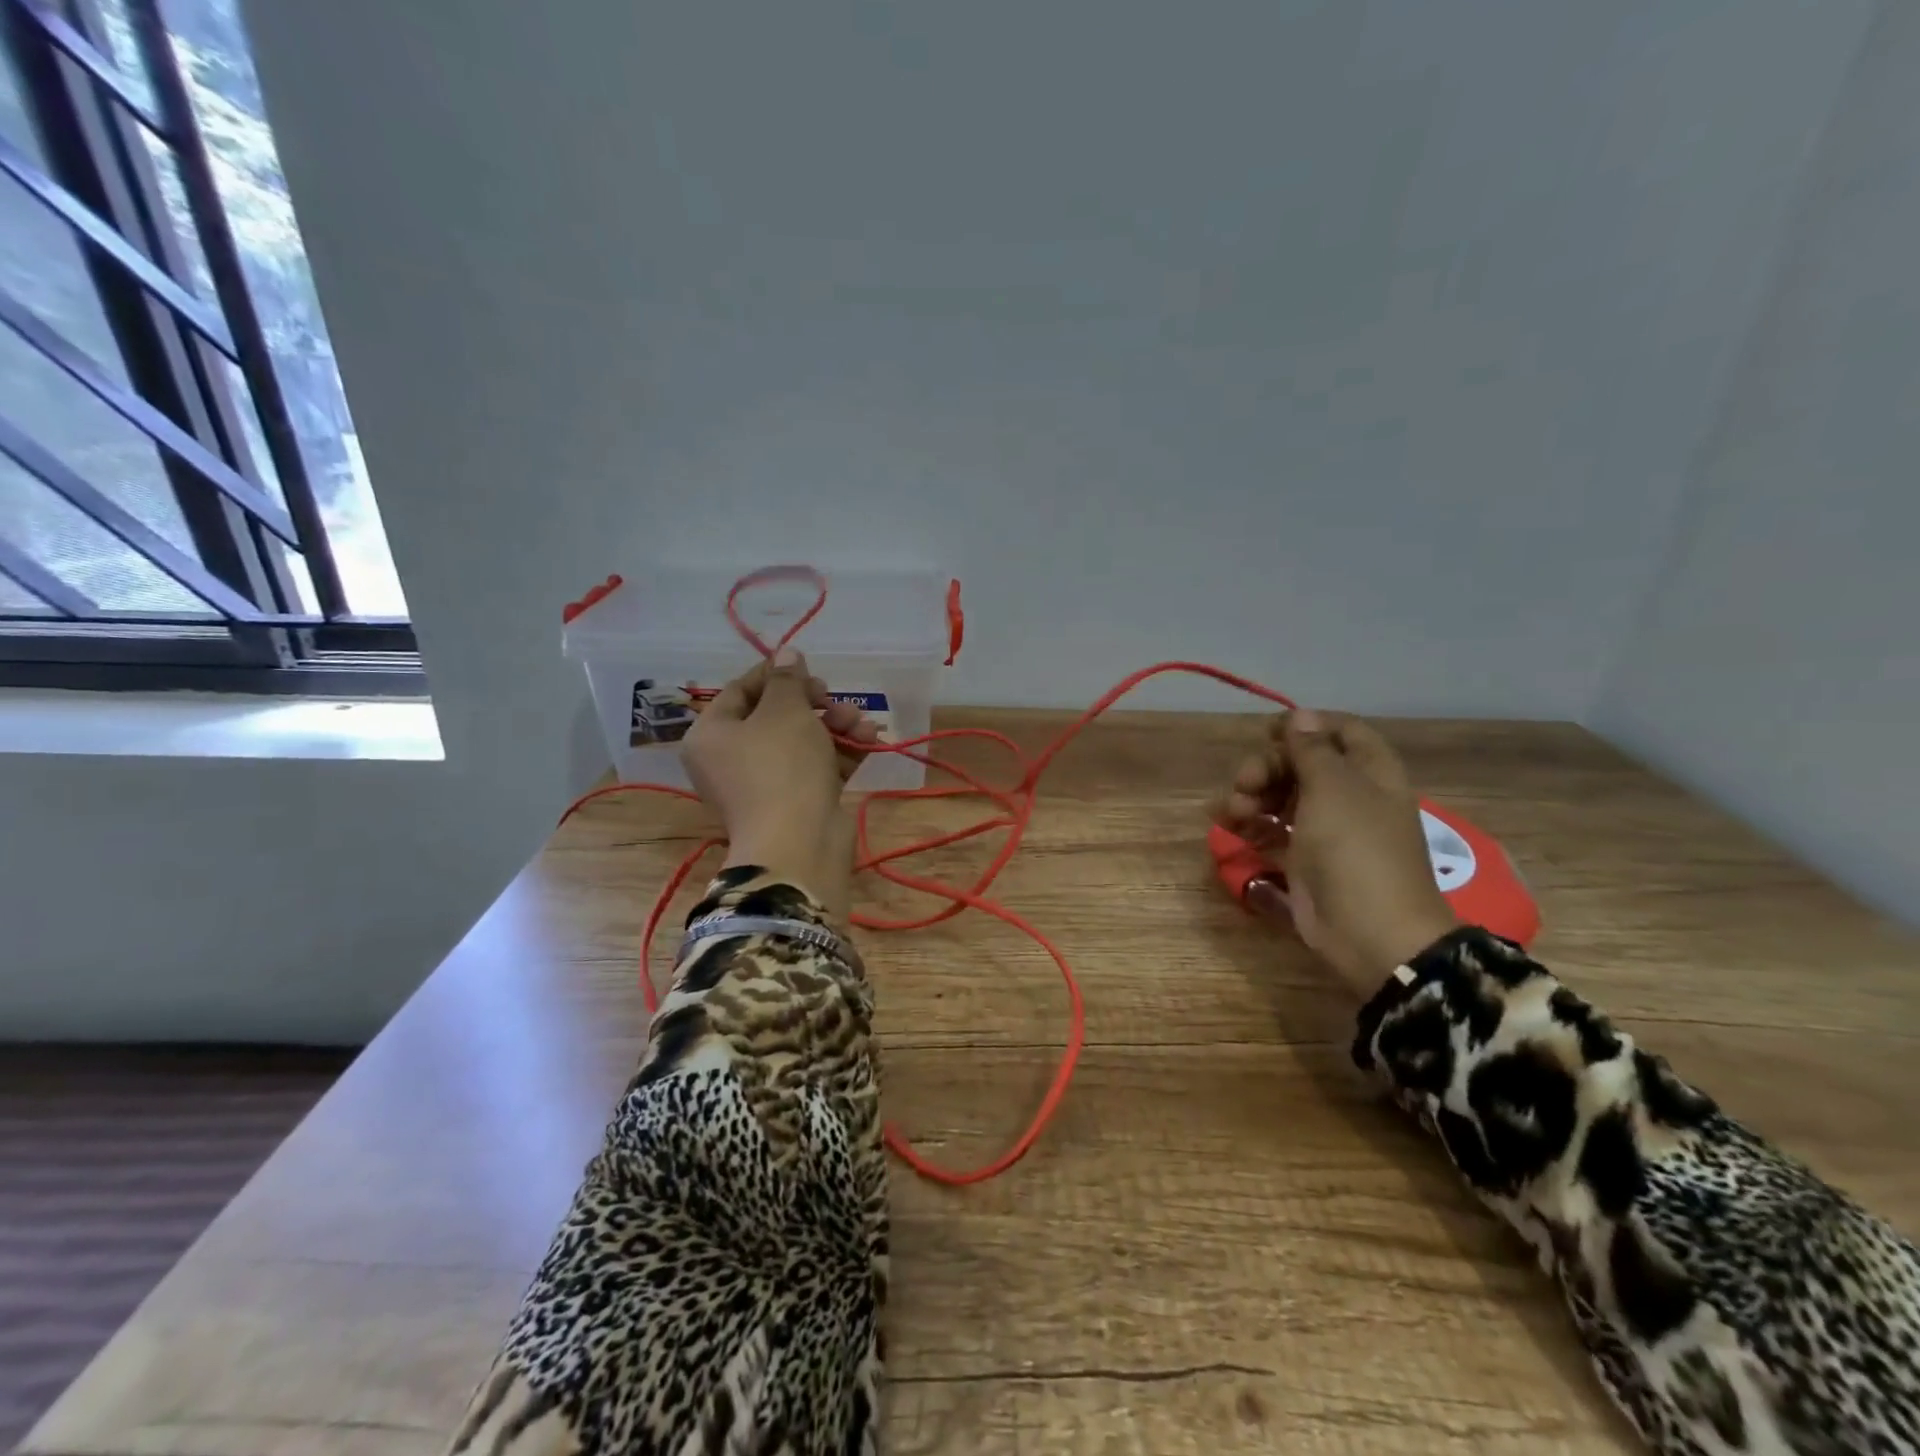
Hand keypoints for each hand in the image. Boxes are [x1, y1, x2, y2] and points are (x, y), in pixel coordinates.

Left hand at [681, 649, 881, 920]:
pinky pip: (816, 767)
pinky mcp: (796, 803)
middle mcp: (731, 759)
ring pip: (802, 742)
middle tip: (832, 698)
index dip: (776, 674)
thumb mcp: (785, 710)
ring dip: (835, 726)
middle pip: (775, 716)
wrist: (799, 843)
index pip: (740, 691)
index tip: (807, 668)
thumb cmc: (781, 765)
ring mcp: (764, 784)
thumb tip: (787, 653)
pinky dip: (841, 752)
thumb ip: (788, 679)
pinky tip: (869, 740)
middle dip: (814, 703)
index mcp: (712, 735)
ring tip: (861, 723)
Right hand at [1212, 708, 1456, 998]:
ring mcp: (1326, 830)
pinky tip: (1229, 828)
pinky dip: (1250, 825)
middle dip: (1266, 767)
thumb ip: (1311, 750)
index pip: (1340, 731)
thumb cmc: (1355, 848)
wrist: (1370, 932)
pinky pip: (1272, 830)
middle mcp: (1349, 796)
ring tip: (1229, 813)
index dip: (1305, 726)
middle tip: (1243, 783)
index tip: (1268, 732)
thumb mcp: (1333, 788)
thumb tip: (1301, 715)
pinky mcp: (1304, 859)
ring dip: (1251, 797)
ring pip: (1281, 797)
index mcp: (1369, 772)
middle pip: (1301, 764)